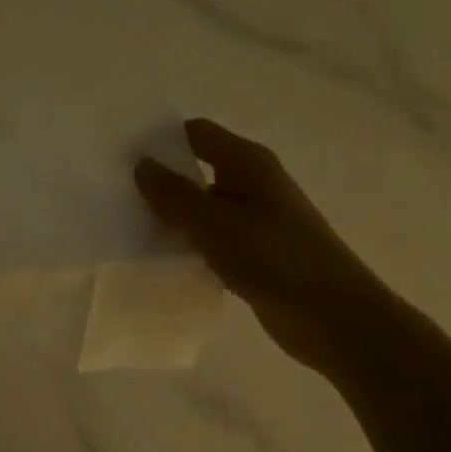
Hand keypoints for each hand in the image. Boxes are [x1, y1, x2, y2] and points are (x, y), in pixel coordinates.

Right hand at [135, 118, 396, 374]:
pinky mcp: (256, 253)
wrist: (333, 317)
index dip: (161, 140)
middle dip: (161, 182)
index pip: (197, 134)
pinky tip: (164, 260)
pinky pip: (213, 239)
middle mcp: (253, 184)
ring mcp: (257, 220)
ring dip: (174, 217)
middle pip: (198, 170)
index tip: (123, 158)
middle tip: (118, 196)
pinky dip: (191, 245)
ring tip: (131, 229)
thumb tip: (142, 164)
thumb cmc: (274, 258)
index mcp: (248, 163)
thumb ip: (174, 194)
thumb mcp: (214, 223)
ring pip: (204, 209)